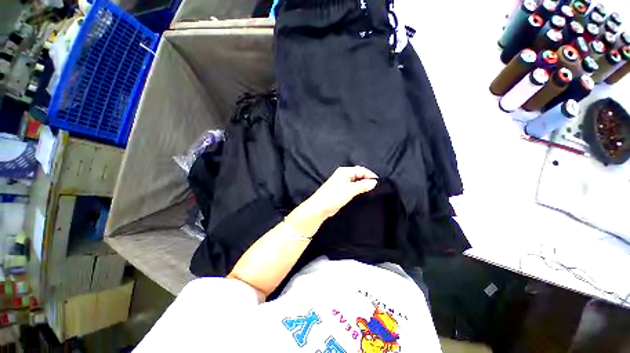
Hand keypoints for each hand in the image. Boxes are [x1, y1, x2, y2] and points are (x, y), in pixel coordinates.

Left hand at [306, 166, 378, 218]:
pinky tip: (361, 192)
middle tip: (374, 187)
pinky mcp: (341, 189)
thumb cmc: (333, 196)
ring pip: (356, 181)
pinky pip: (352, 186)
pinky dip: (358, 188)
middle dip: (367, 179)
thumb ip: (363, 185)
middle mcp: (343, 174)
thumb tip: (374, 182)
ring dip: (362, 184)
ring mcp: (341, 182)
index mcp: (344, 171)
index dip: (370, 176)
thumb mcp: (350, 190)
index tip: (377, 183)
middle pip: (359, 174)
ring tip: (369, 190)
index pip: (361, 170)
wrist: (320, 207)